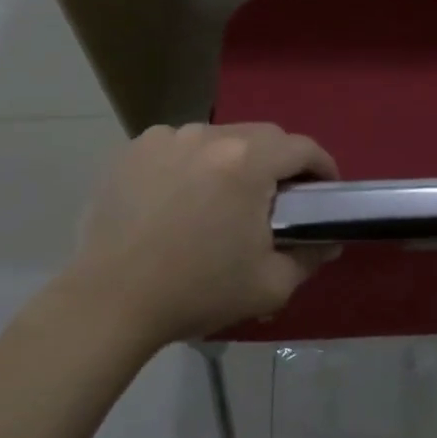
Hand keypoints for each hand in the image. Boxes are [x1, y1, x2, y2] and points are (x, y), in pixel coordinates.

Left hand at [64, 123, 338, 348]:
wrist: (110, 302)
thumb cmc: (196, 291)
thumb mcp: (269, 285)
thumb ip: (308, 258)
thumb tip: (326, 244)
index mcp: (248, 162)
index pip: (302, 148)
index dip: (322, 167)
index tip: (325, 190)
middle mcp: (209, 136)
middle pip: (262, 136)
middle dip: (280, 161)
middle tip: (279, 198)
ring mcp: (167, 138)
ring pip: (219, 138)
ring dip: (234, 160)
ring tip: (224, 199)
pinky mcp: (134, 150)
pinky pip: (179, 146)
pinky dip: (191, 163)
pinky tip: (181, 197)